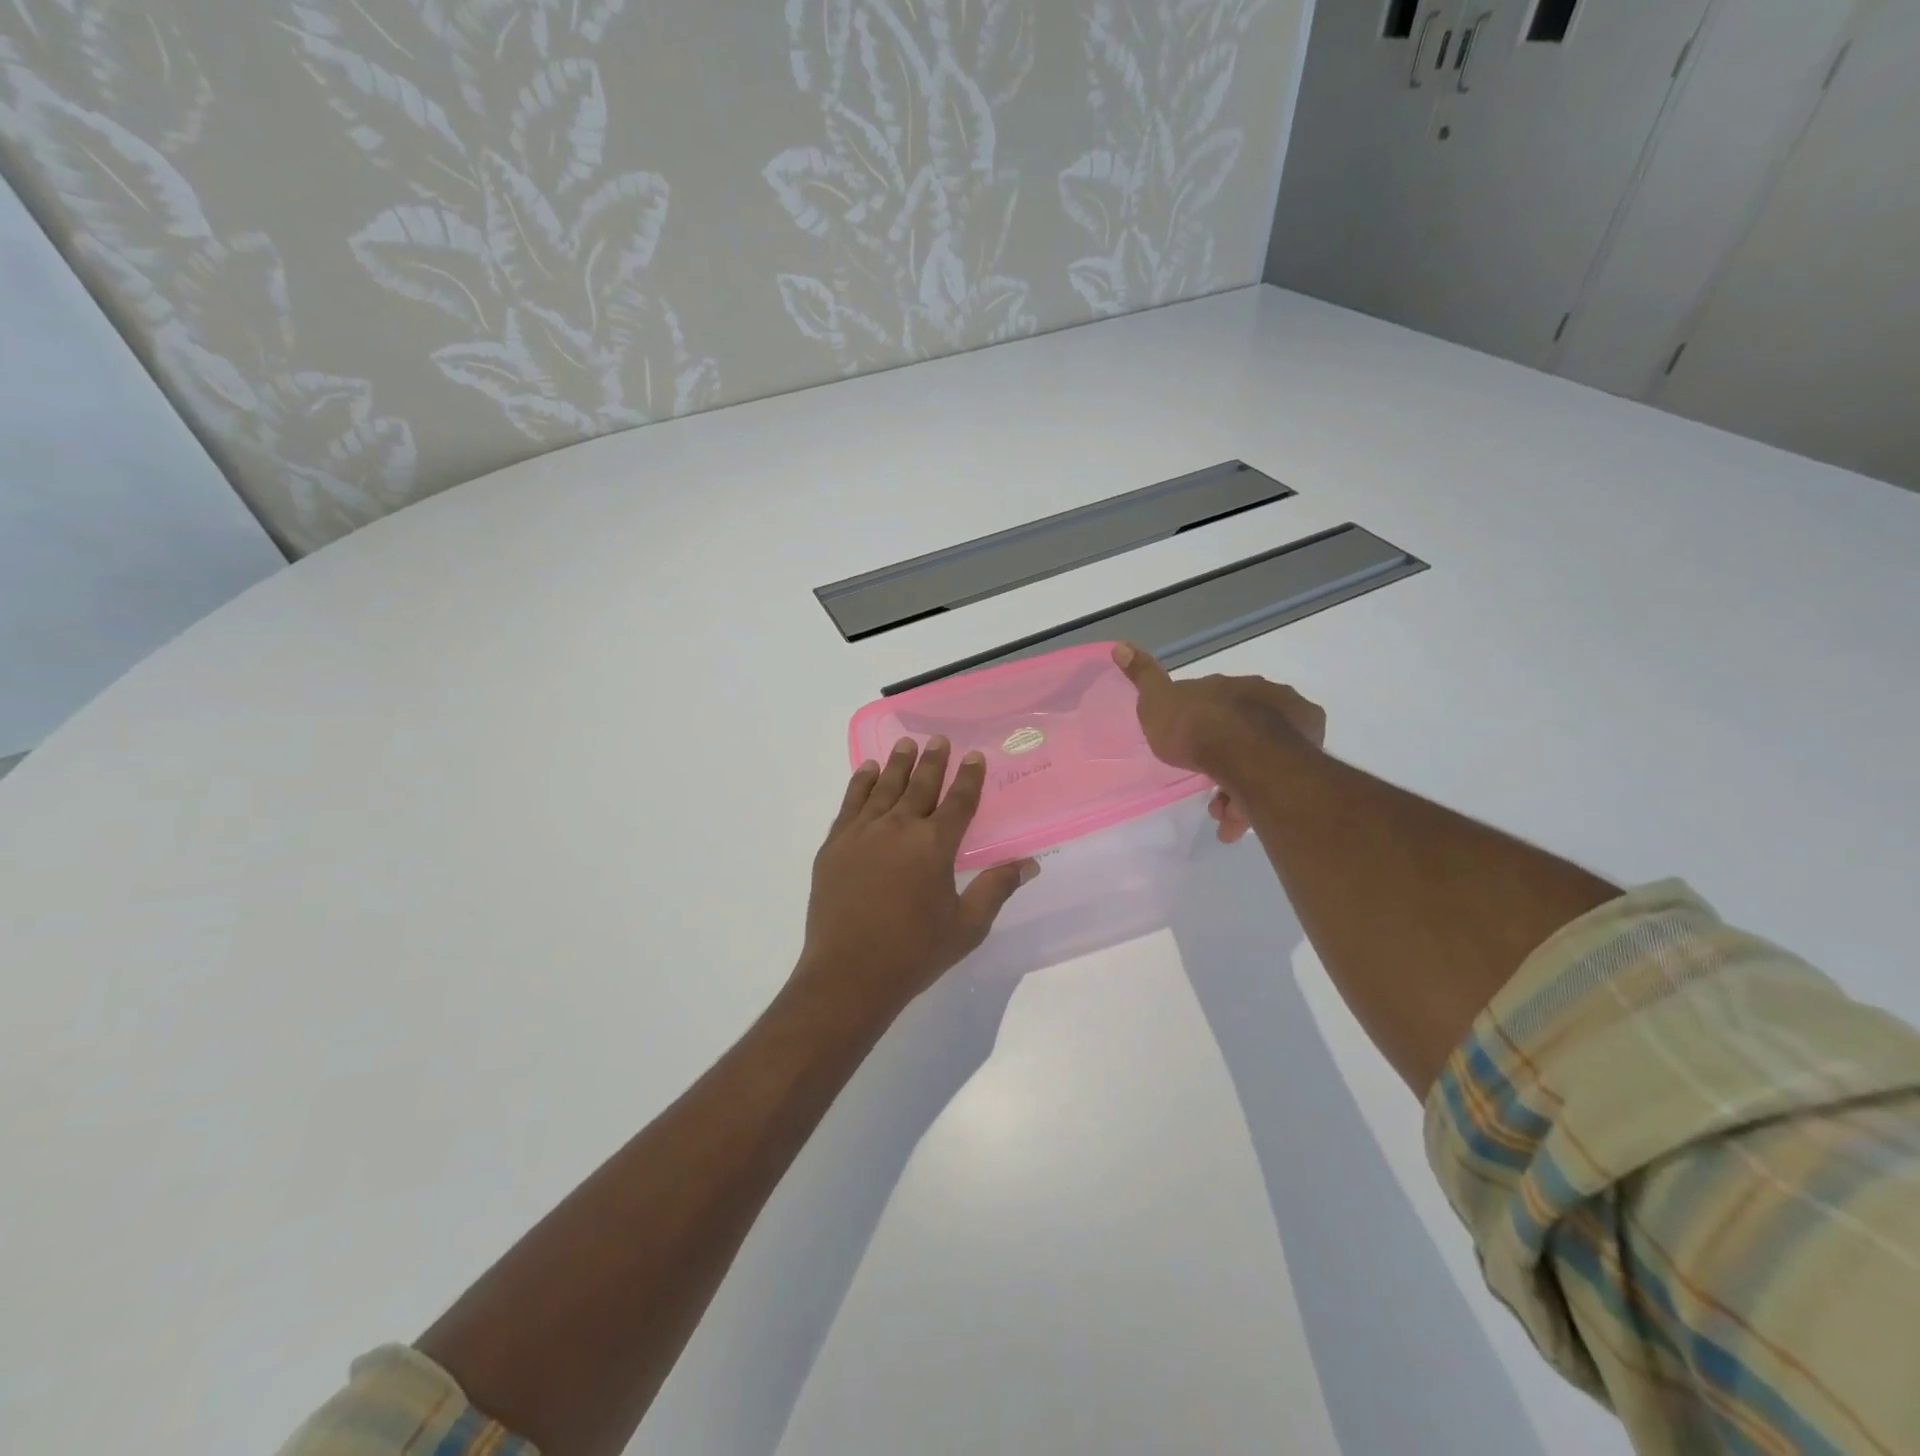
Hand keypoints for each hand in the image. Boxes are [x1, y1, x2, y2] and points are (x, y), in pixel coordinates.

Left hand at [796, 736, 1038, 1022]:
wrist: (848, 974)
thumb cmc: (914, 953)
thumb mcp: (967, 926)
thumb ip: (996, 888)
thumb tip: (1029, 863)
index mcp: (934, 845)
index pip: (958, 801)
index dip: (969, 777)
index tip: (974, 756)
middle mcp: (899, 828)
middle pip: (920, 785)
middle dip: (933, 760)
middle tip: (938, 739)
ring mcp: (862, 833)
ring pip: (884, 787)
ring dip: (898, 763)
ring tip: (905, 743)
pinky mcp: (835, 845)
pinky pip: (851, 803)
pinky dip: (861, 783)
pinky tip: (868, 770)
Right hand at [1112, 642, 1326, 843]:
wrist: (1241, 754)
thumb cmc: (1194, 726)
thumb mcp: (1156, 701)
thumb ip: (1143, 677)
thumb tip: (1120, 645)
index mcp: (1231, 685)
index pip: (1217, 702)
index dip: (1202, 727)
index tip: (1189, 750)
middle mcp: (1267, 698)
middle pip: (1242, 732)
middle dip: (1223, 760)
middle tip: (1206, 790)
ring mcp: (1292, 727)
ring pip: (1261, 759)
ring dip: (1239, 787)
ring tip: (1222, 815)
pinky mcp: (1306, 758)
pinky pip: (1276, 779)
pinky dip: (1256, 800)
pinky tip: (1236, 822)